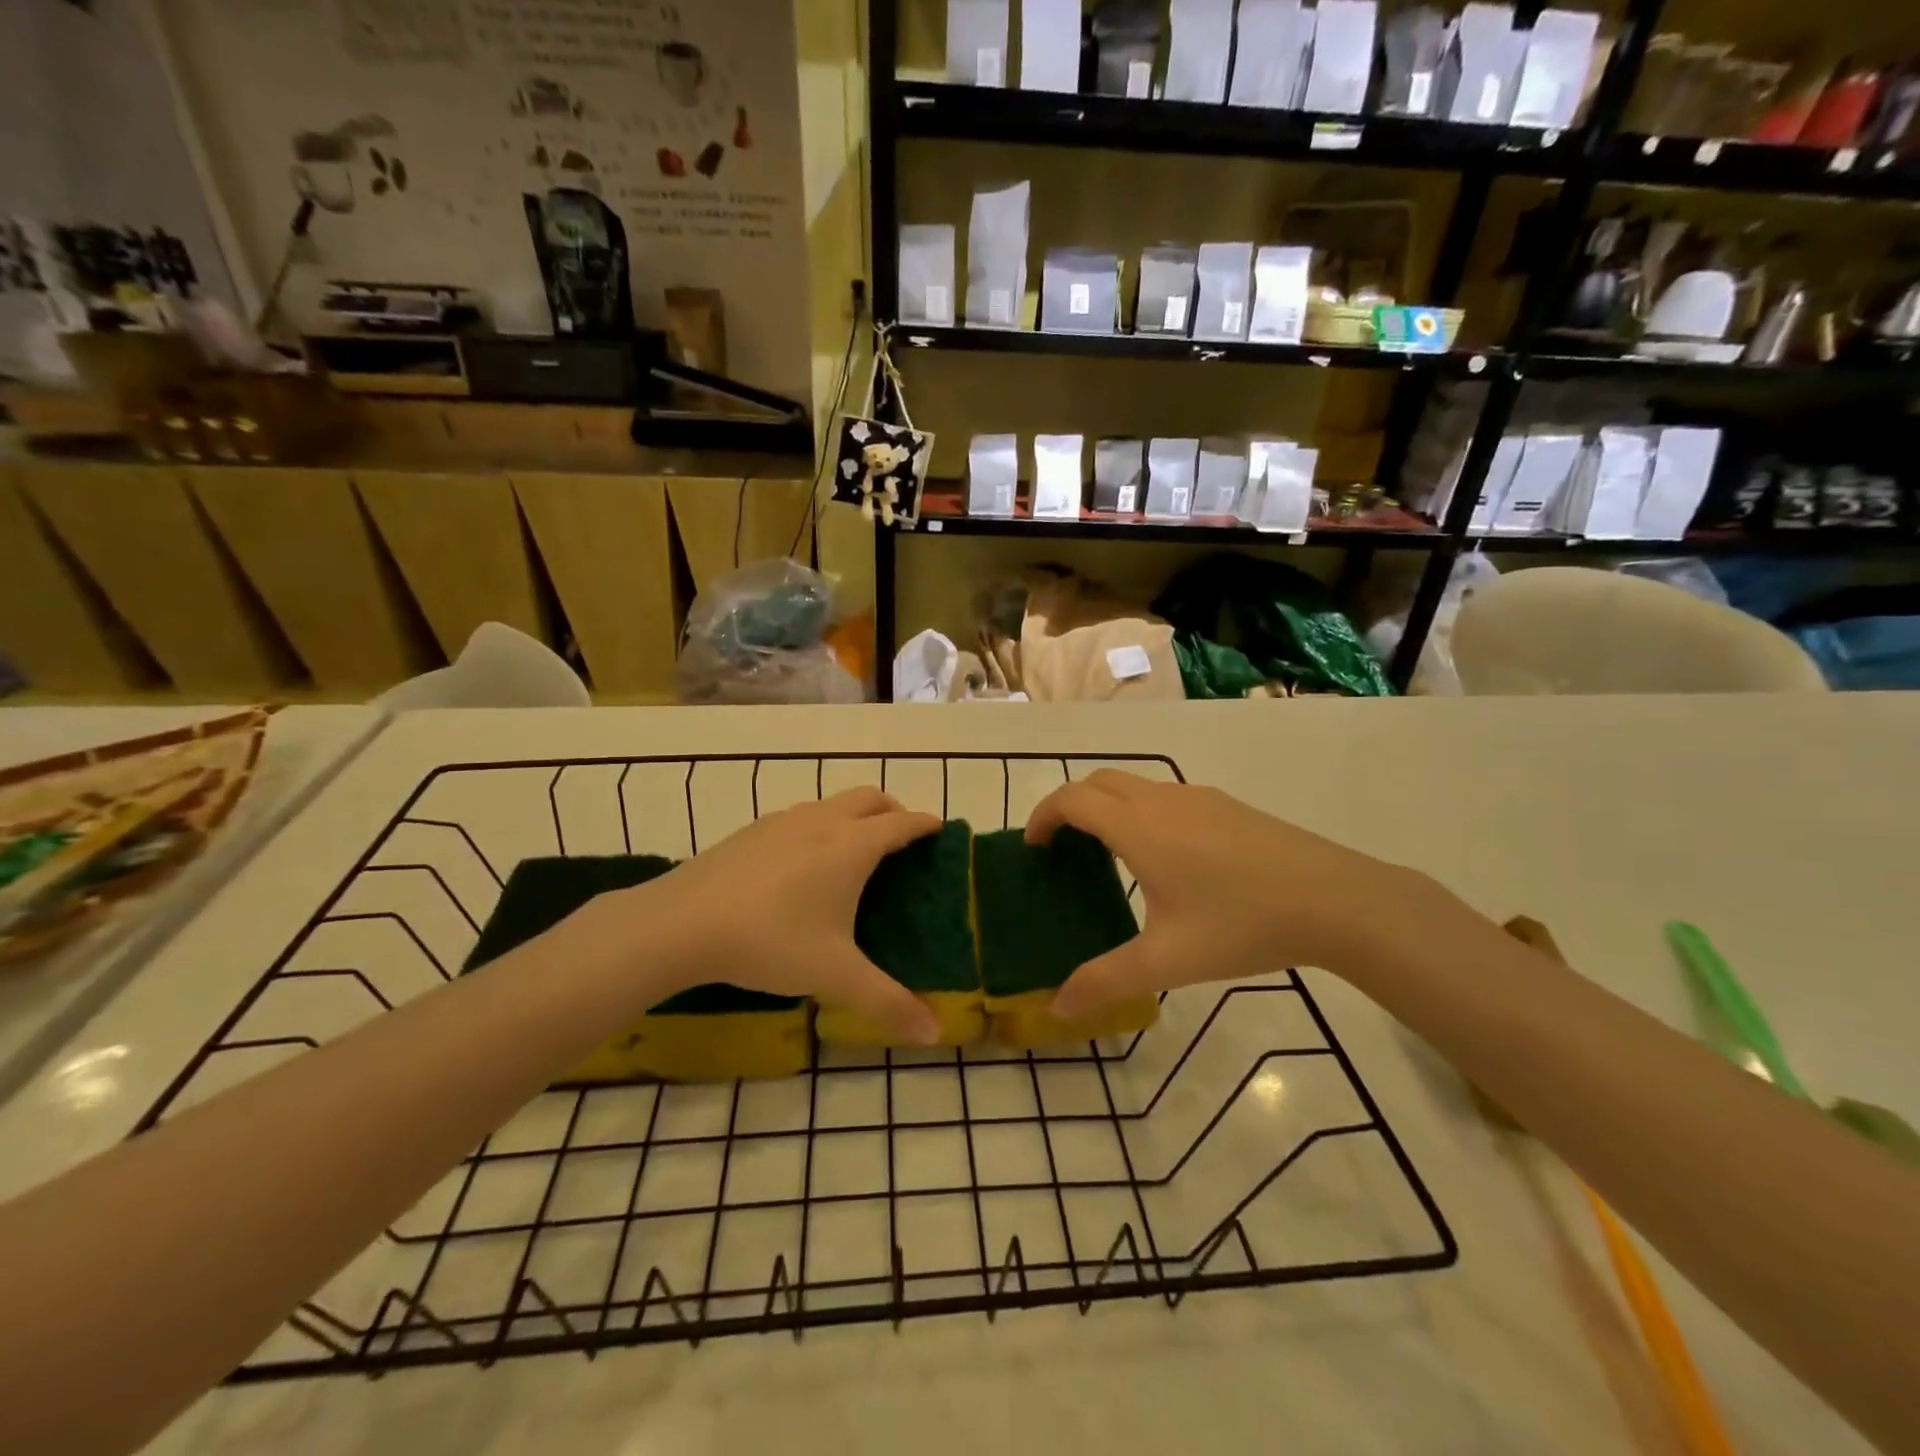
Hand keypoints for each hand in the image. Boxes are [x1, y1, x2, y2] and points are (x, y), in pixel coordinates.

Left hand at [621, 787, 943, 1043]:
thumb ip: (888, 1003)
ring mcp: (784, 821)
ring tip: (855, 852)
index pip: (902, 824)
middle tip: (903, 839)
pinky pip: (802, 816)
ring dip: (855, 815)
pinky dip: (821, 825)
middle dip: (894, 810)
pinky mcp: (753, 830)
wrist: (682, 923)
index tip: (940, 830)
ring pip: (833, 802)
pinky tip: (803, 864)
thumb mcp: (834, 975)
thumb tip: (934, 1033)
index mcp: (852, 846)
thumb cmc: (771, 941)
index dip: (925, 824)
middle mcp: (823, 821)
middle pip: (871, 798)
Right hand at [1026, 771, 1439, 1019]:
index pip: (1072, 799)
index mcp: (1138, 827)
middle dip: (1070, 805)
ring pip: (1135, 785)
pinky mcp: (1227, 805)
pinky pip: (1165, 796)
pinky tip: (1166, 859)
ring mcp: (1199, 797)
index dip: (1043, 816)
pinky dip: (1141, 811)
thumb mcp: (1168, 960)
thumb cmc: (1242, 924)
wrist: (1336, 899)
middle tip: (1063, 848)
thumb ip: (1106, 981)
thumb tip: (1058, 1008)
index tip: (1033, 846)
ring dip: (1108, 807)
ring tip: (1108, 855)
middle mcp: (1162, 800)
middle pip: (1099, 781)